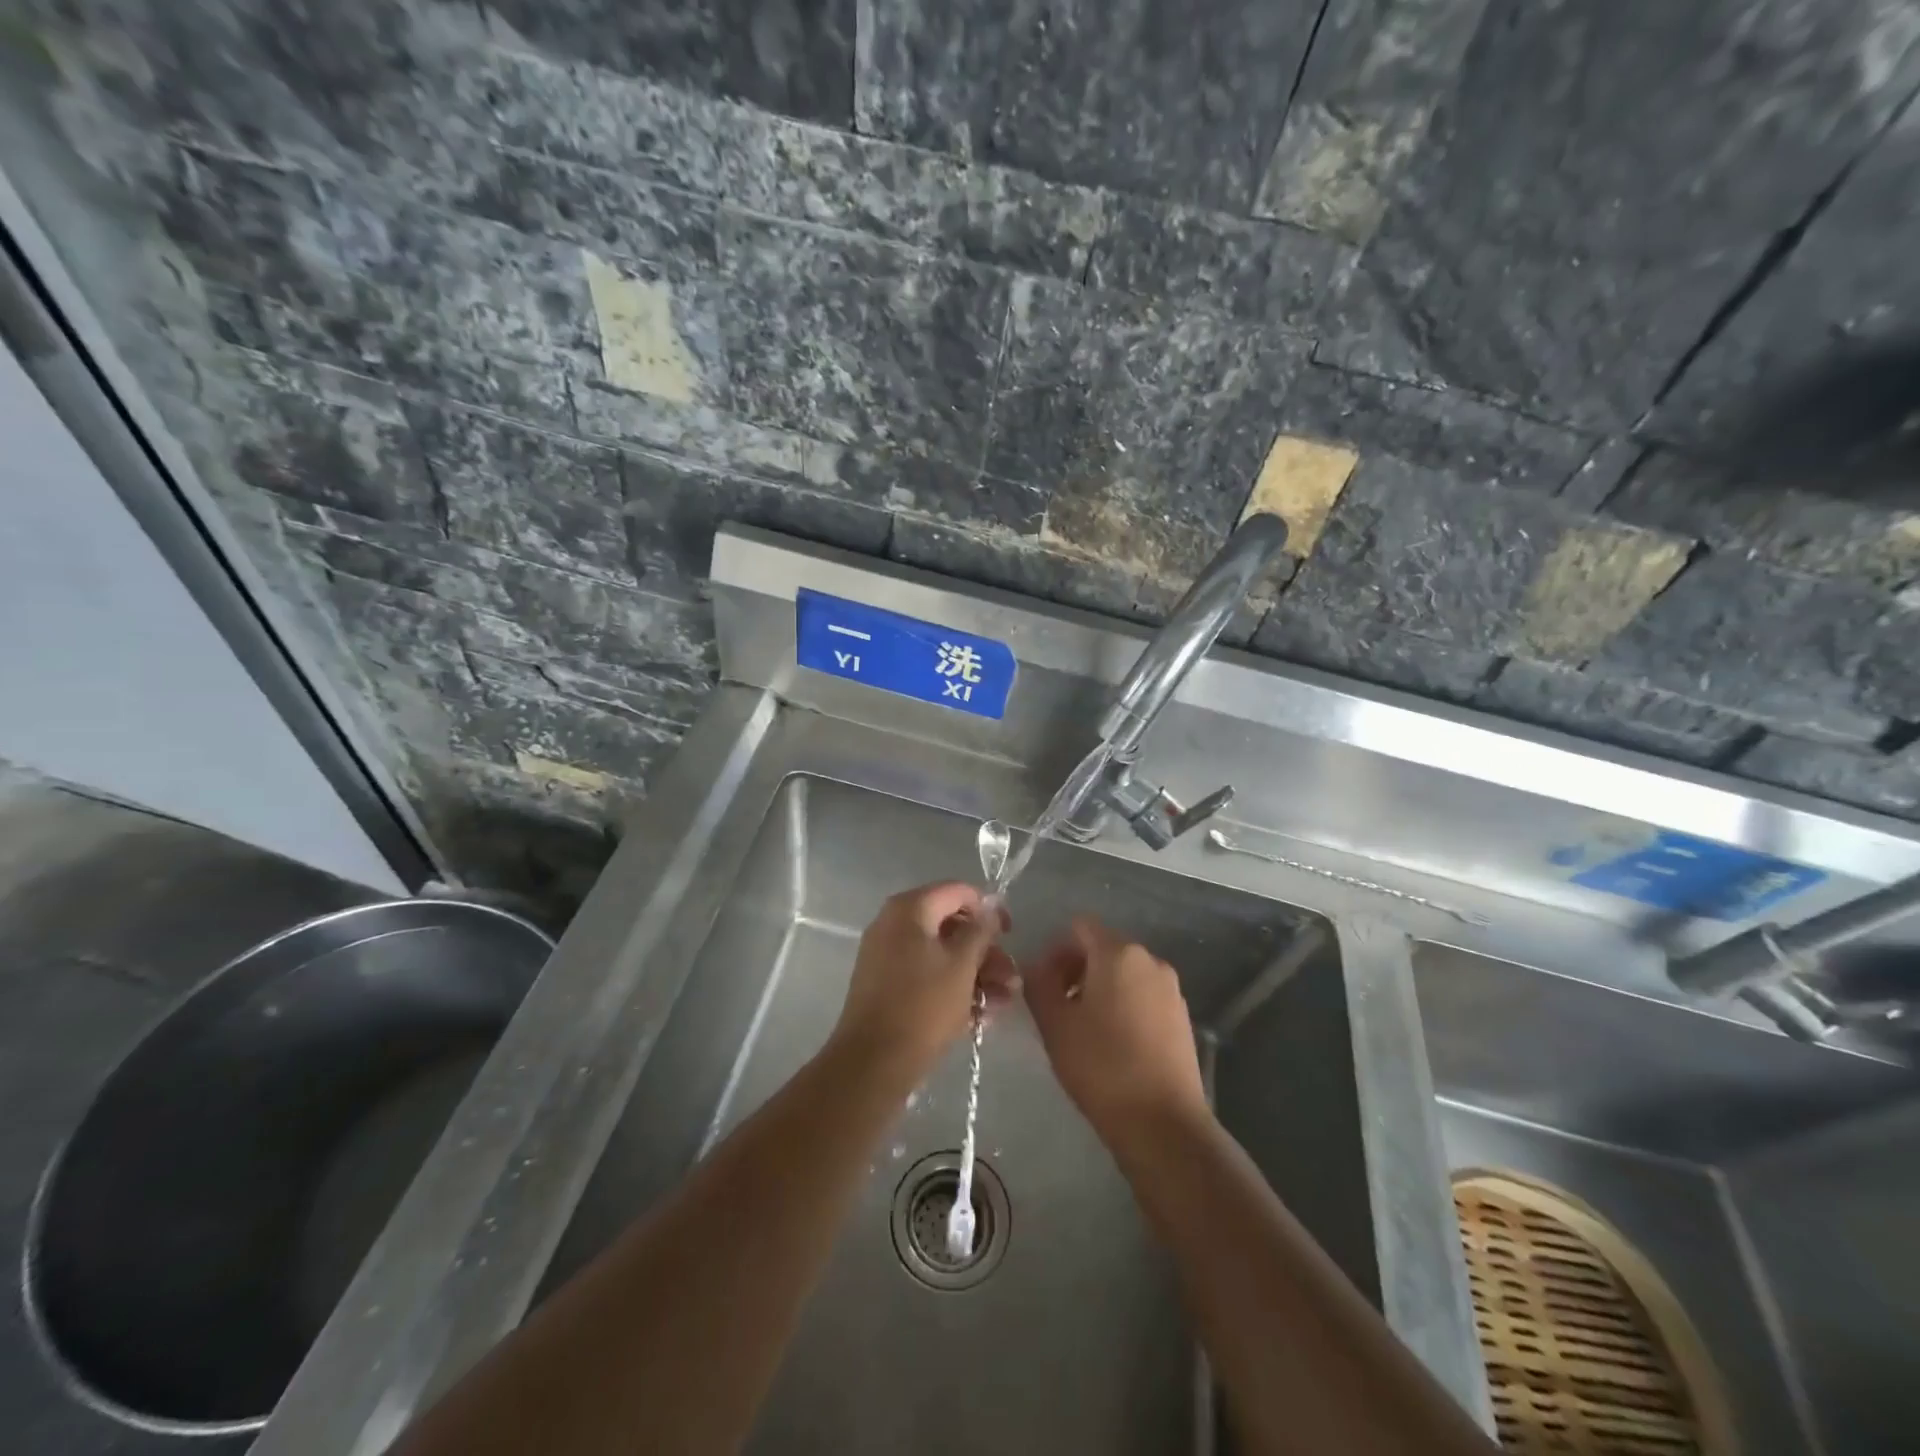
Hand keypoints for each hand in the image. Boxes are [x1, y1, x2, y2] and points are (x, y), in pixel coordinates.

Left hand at [829, 882, 1017, 1087]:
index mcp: (909, 909)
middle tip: (1011, 977)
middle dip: (985, 951)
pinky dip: (953, 988)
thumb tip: (990, 907)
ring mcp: (887, 955)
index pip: (957, 891)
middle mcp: (894, 924)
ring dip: (976, 974)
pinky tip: (982, 1014)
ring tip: (1003, 1002)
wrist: (873, 1063)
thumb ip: (980, 931)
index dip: (988, 909)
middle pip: (951, 925)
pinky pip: (927, 975)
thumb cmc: (923, 1006)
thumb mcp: (962, 965)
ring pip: (942, 954)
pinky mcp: (887, 985)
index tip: (1010, 934)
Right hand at [1025, 917, 1207, 1144]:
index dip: (1056, 950)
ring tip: (1084, 1031)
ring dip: (1099, 990)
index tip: (1044, 986)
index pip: (1079, 927)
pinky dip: (1124, 1007)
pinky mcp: (1182, 1017)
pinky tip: (1114, 1045)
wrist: (1164, 1124)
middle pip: (1103, 948)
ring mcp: (1171, 989)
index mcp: (1118, 953)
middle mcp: (1150, 960)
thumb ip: (1038, 983)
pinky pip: (1144, 996)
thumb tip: (1036, 965)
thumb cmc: (1102, 1066)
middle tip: (1057, 1009)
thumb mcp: (1054, 1024)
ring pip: (1124, 974)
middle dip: (1076, 970)